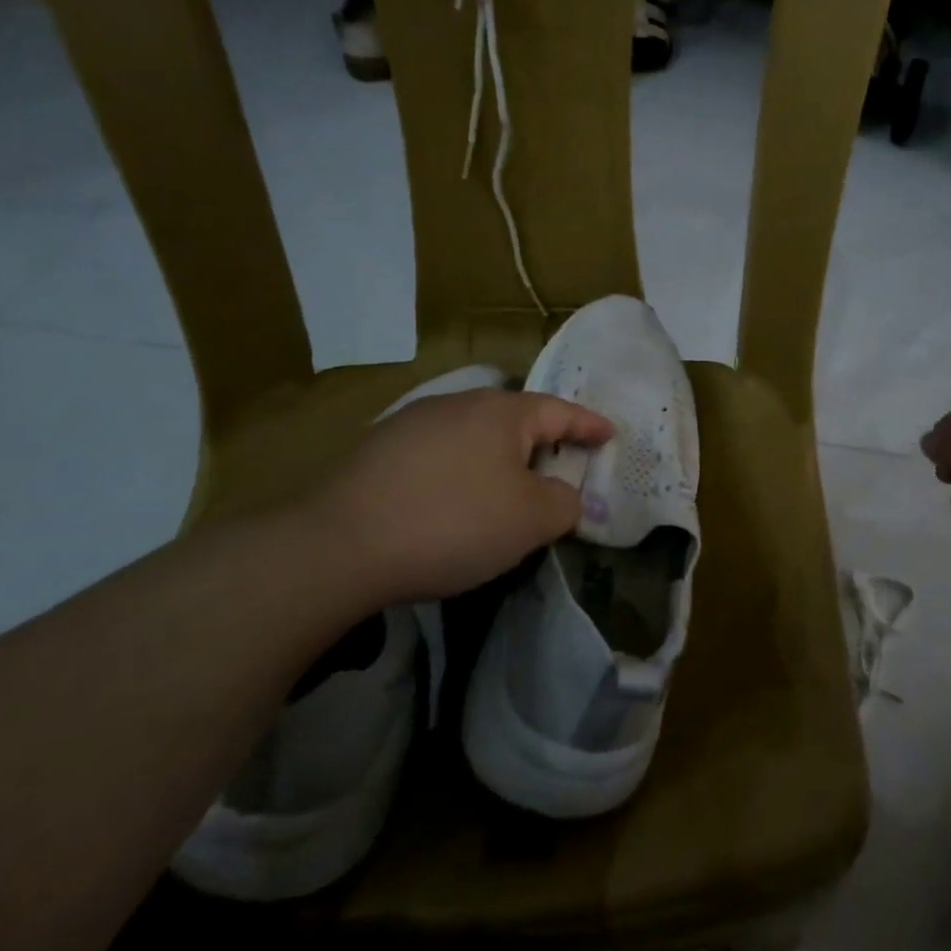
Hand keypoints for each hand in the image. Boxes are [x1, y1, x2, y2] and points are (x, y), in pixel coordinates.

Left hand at [309, 387, 612, 605]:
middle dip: (543, 443)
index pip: (560, 411)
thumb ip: (565, 503)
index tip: (610, 434)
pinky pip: (440, 456)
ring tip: (507, 492)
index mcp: (501, 412)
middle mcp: (458, 404)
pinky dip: (460, 474)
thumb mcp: (531, 520)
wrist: (339, 545)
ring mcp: (412, 424)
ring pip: (474, 438)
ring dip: (498, 461)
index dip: (589, 425)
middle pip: (515, 421)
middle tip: (562, 469)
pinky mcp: (378, 451)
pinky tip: (452, 504)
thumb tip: (565, 496)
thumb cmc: (454, 522)